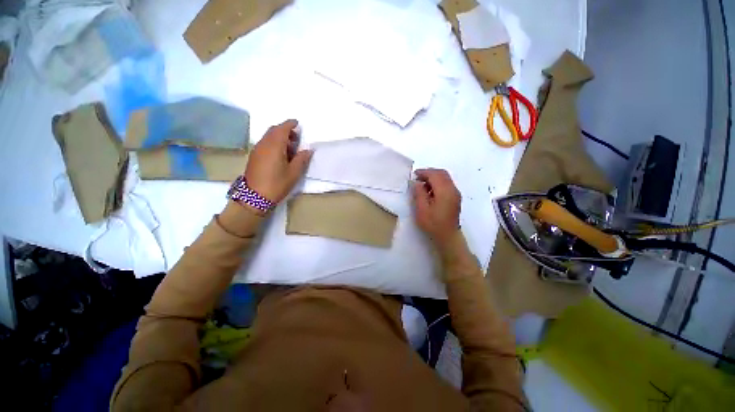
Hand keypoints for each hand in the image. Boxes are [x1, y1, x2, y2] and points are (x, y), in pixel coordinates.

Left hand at [244, 119, 312, 203]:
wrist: (254, 197)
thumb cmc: (277, 184)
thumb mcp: (294, 173)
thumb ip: (302, 159)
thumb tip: (308, 150)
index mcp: (274, 146)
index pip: (282, 129)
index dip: (290, 124)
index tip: (297, 124)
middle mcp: (264, 144)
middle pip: (274, 130)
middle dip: (285, 130)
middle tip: (296, 138)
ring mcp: (257, 150)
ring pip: (268, 137)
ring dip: (279, 137)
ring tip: (290, 148)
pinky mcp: (254, 156)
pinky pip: (265, 143)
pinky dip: (273, 143)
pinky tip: (280, 154)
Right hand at [412, 168, 461, 245]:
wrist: (448, 236)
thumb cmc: (433, 224)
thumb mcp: (421, 209)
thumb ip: (419, 193)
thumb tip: (416, 182)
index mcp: (445, 191)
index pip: (435, 174)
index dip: (424, 172)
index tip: (414, 175)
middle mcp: (453, 189)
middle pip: (442, 173)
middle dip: (429, 173)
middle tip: (418, 178)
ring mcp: (456, 193)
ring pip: (445, 178)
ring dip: (434, 178)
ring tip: (422, 185)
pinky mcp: (455, 198)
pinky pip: (447, 184)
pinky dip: (438, 183)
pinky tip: (430, 191)